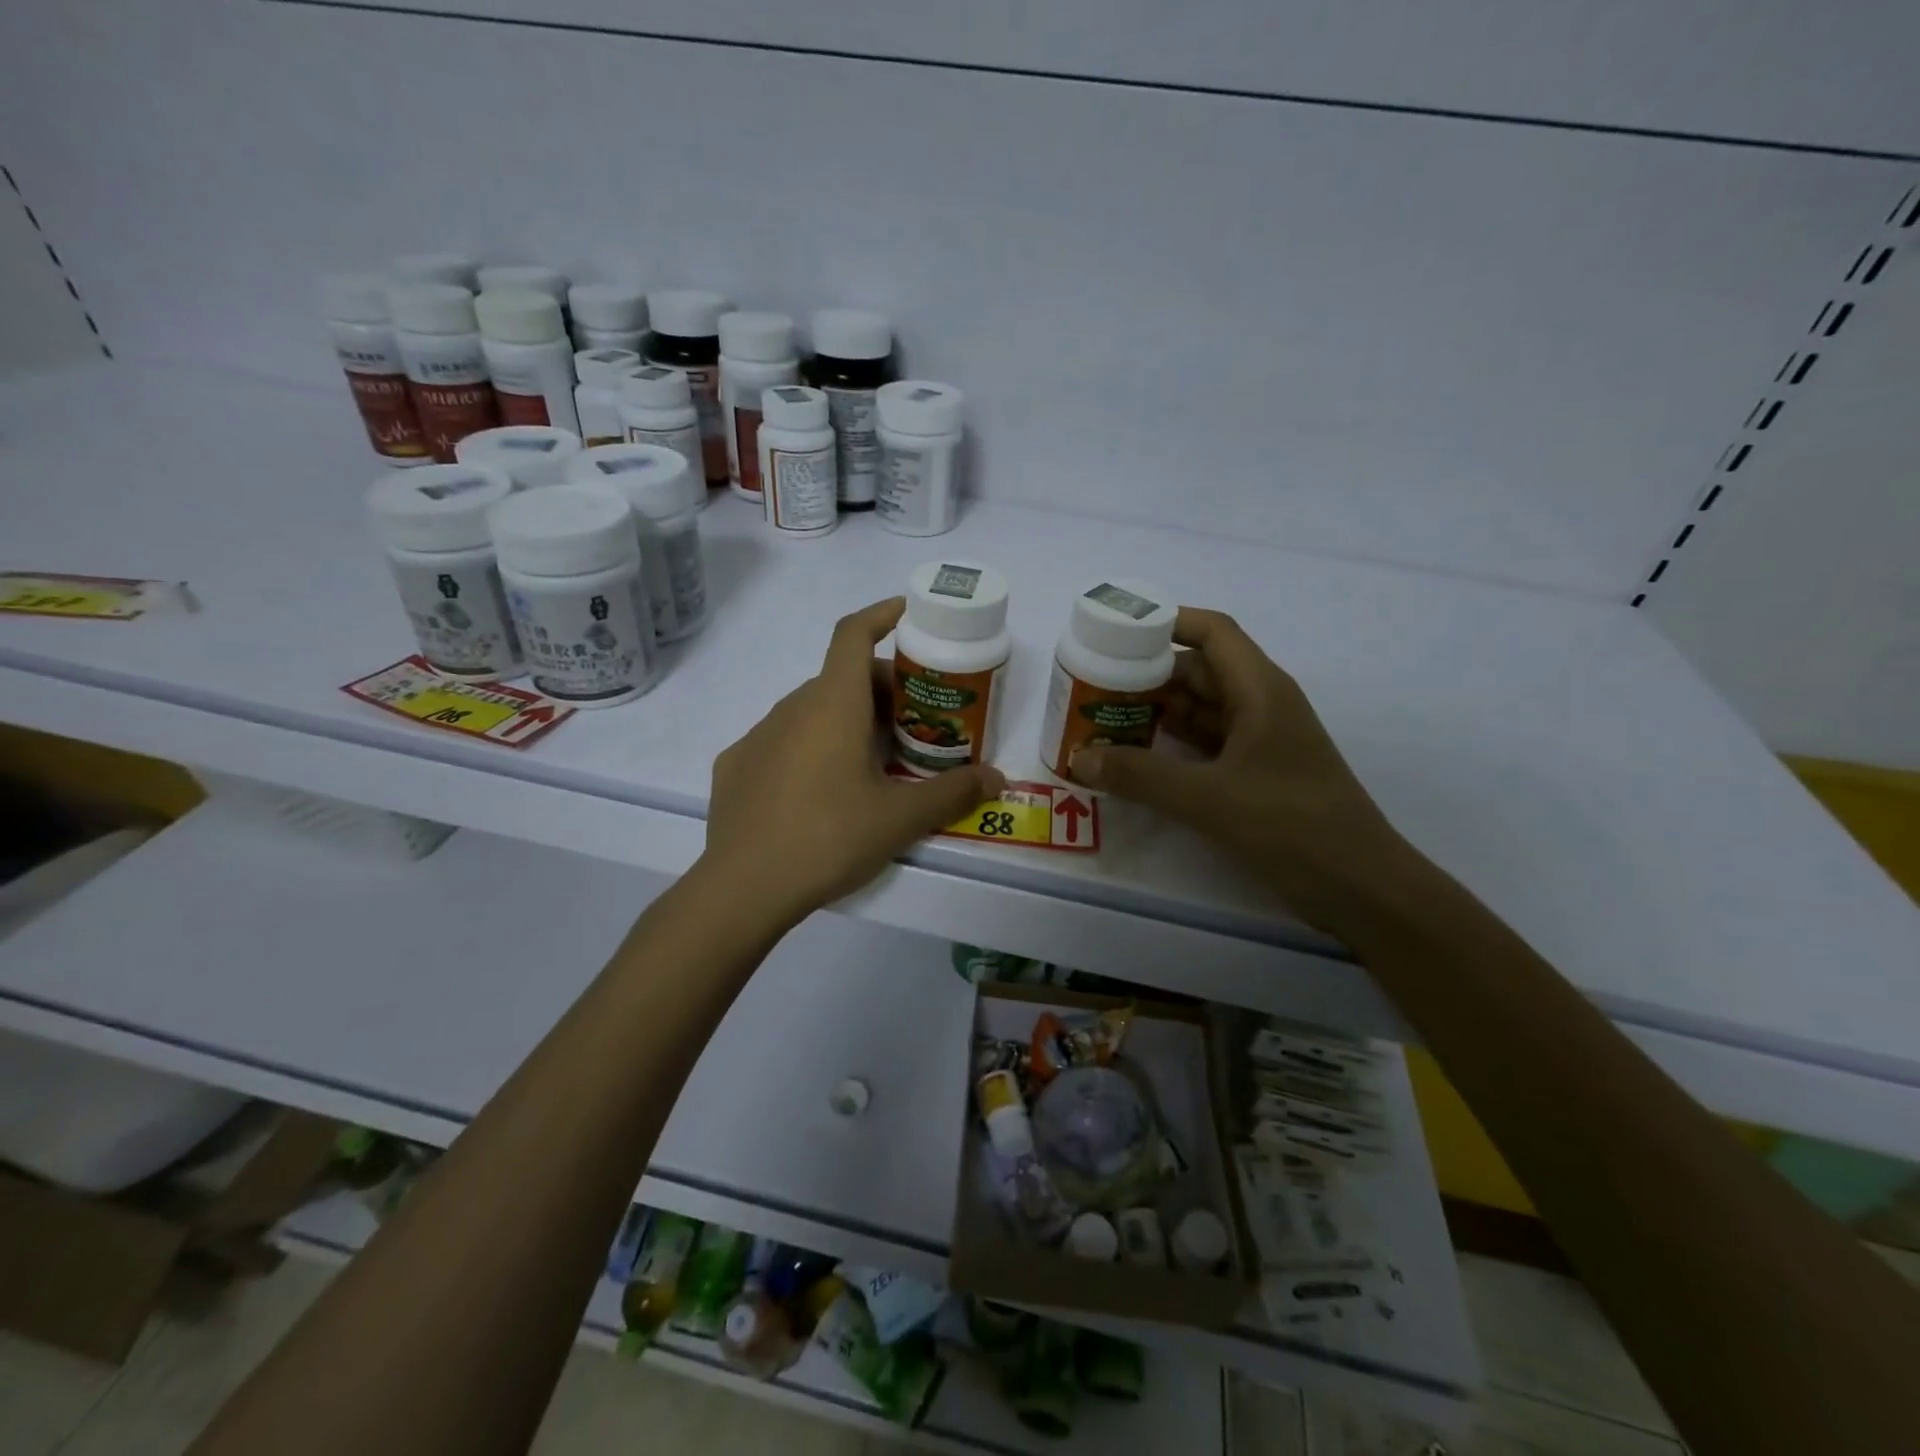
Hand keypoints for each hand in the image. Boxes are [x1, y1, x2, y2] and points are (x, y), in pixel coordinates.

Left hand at [702, 598, 1006, 922]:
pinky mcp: (735, 766)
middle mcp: (791, 707)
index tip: (907, 615)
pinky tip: (819, 792)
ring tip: (872, 762)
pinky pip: (781, 741)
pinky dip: (808, 748)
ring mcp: (757, 735)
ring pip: (810, 710)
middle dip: (880, 689)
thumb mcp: (900, 819)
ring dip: (845, 720)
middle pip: (841, 677)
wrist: (743, 888)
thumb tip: (997, 778)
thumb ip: (952, 793)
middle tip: (912, 724)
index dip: (881, 615)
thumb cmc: (829, 838)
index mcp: (833, 704)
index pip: (853, 634)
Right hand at [1068, 608, 1414, 926]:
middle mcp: (1261, 706)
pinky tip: (1135, 757)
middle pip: (1198, 671)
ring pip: (1200, 710)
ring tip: (1102, 717)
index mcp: (1261, 691)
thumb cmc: (1294, 828)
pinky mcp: (1256, 774)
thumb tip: (1080, 758)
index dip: (1166, 623)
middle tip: (1093, 683)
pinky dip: (1170, 745)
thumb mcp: (1210, 799)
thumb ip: (1141, 776)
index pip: (1212, 633)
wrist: (1361, 889)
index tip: (1116, 632)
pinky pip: (1205, 745)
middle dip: (1147, 673)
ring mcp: (1260, 742)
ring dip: (1155, 712)